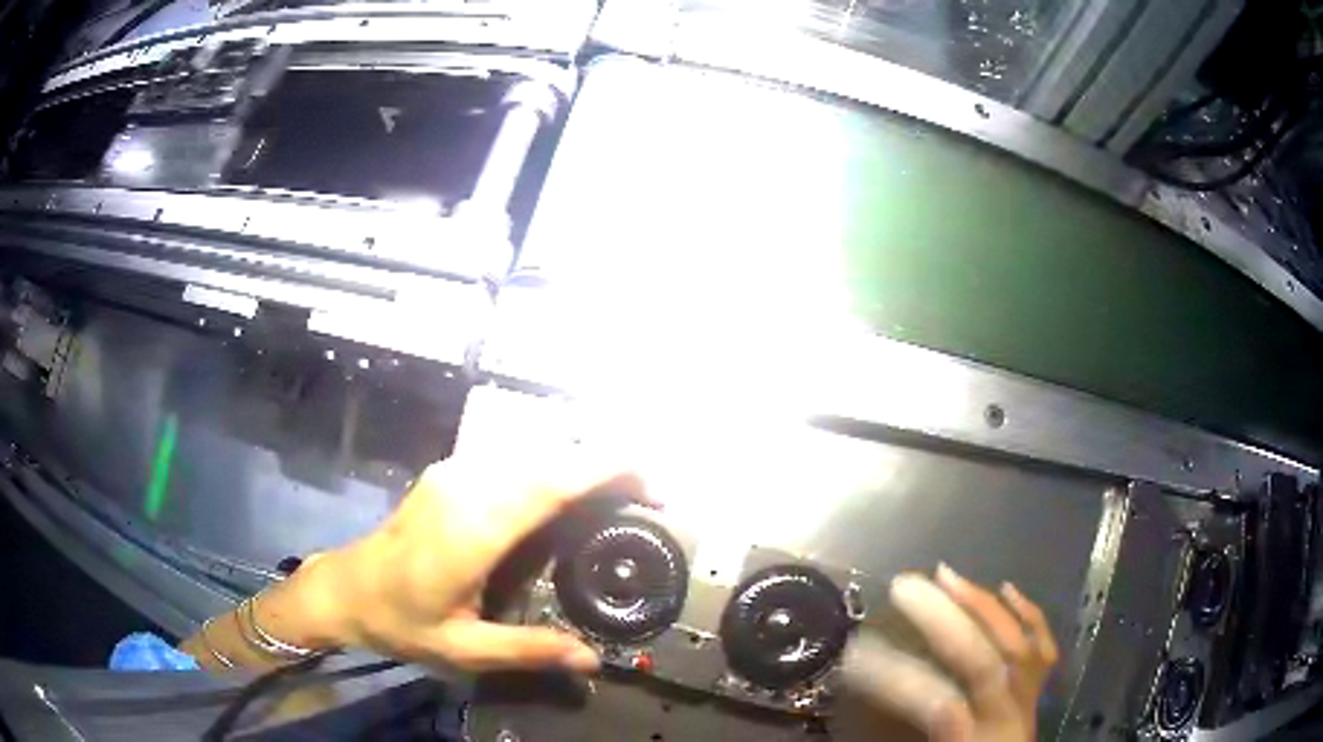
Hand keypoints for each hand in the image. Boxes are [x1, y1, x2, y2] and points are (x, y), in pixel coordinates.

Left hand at [286, 446, 645, 672]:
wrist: (346, 587)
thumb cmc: (402, 622)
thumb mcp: (464, 649)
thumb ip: (529, 650)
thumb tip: (592, 661)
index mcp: (473, 531)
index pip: (550, 484)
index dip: (604, 470)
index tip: (650, 479)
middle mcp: (466, 488)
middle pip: (548, 457)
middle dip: (605, 462)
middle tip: (648, 491)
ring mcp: (454, 473)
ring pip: (530, 449)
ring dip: (577, 459)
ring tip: (618, 488)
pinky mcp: (449, 472)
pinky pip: (510, 456)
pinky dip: (548, 462)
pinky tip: (565, 487)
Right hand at [841, 566, 1058, 740]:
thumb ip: (905, 732)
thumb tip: (868, 696)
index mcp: (972, 741)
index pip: (938, 705)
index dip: (900, 677)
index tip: (856, 652)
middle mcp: (1005, 717)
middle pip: (982, 663)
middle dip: (945, 620)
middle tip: (903, 585)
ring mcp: (1028, 699)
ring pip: (1015, 645)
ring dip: (981, 606)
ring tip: (946, 576)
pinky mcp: (1038, 690)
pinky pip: (1042, 648)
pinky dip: (1028, 614)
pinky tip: (1006, 588)